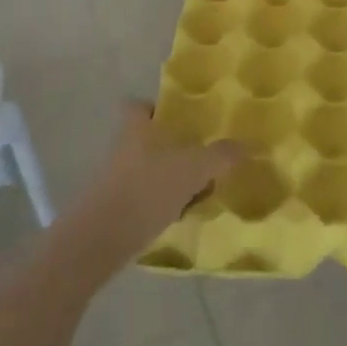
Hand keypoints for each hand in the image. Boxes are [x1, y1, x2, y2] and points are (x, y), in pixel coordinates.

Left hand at [61, 102, 244, 273]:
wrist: (99, 240)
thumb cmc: (147, 189)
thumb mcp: (194, 168)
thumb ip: (221, 155)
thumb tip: (247, 145)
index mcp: (137, 128)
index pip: (139, 105)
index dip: (157, 108)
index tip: (181, 119)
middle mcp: (122, 148)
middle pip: (148, 139)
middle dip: (173, 148)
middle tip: (202, 158)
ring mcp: (114, 180)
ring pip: (148, 170)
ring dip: (170, 179)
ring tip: (198, 192)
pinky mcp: (112, 209)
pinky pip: (143, 198)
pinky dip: (160, 204)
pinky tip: (179, 217)